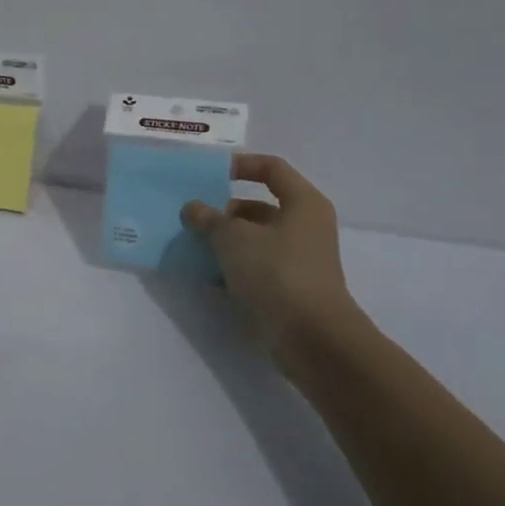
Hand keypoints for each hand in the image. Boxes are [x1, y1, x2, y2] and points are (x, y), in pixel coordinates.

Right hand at [181, 153, 365, 357]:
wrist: (313, 340)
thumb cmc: (277, 273)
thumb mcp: (233, 238)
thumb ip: (209, 219)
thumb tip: (192, 209)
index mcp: (302, 203)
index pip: (271, 168)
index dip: (240, 165)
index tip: (209, 174)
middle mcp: (305, 227)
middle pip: (258, 207)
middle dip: (223, 212)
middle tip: (191, 218)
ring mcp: (299, 260)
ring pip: (254, 240)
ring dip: (224, 242)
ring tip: (191, 247)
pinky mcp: (290, 289)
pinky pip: (256, 269)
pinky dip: (232, 269)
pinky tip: (206, 277)